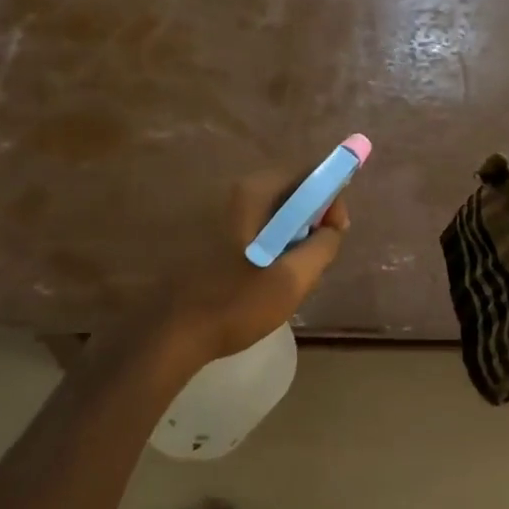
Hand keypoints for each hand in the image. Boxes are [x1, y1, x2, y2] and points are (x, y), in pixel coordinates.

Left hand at [148, 169, 348, 366]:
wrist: (171, 334)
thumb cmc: (235, 303)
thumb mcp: (292, 279)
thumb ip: (322, 246)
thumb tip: (333, 227)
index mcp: (251, 194)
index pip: (306, 174)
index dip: (330, 198)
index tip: (336, 233)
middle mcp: (232, 194)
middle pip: (288, 193)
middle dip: (311, 222)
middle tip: (316, 260)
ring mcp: (216, 216)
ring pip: (271, 215)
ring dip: (291, 238)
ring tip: (292, 277)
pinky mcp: (207, 238)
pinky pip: (252, 230)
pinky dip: (270, 247)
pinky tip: (266, 282)